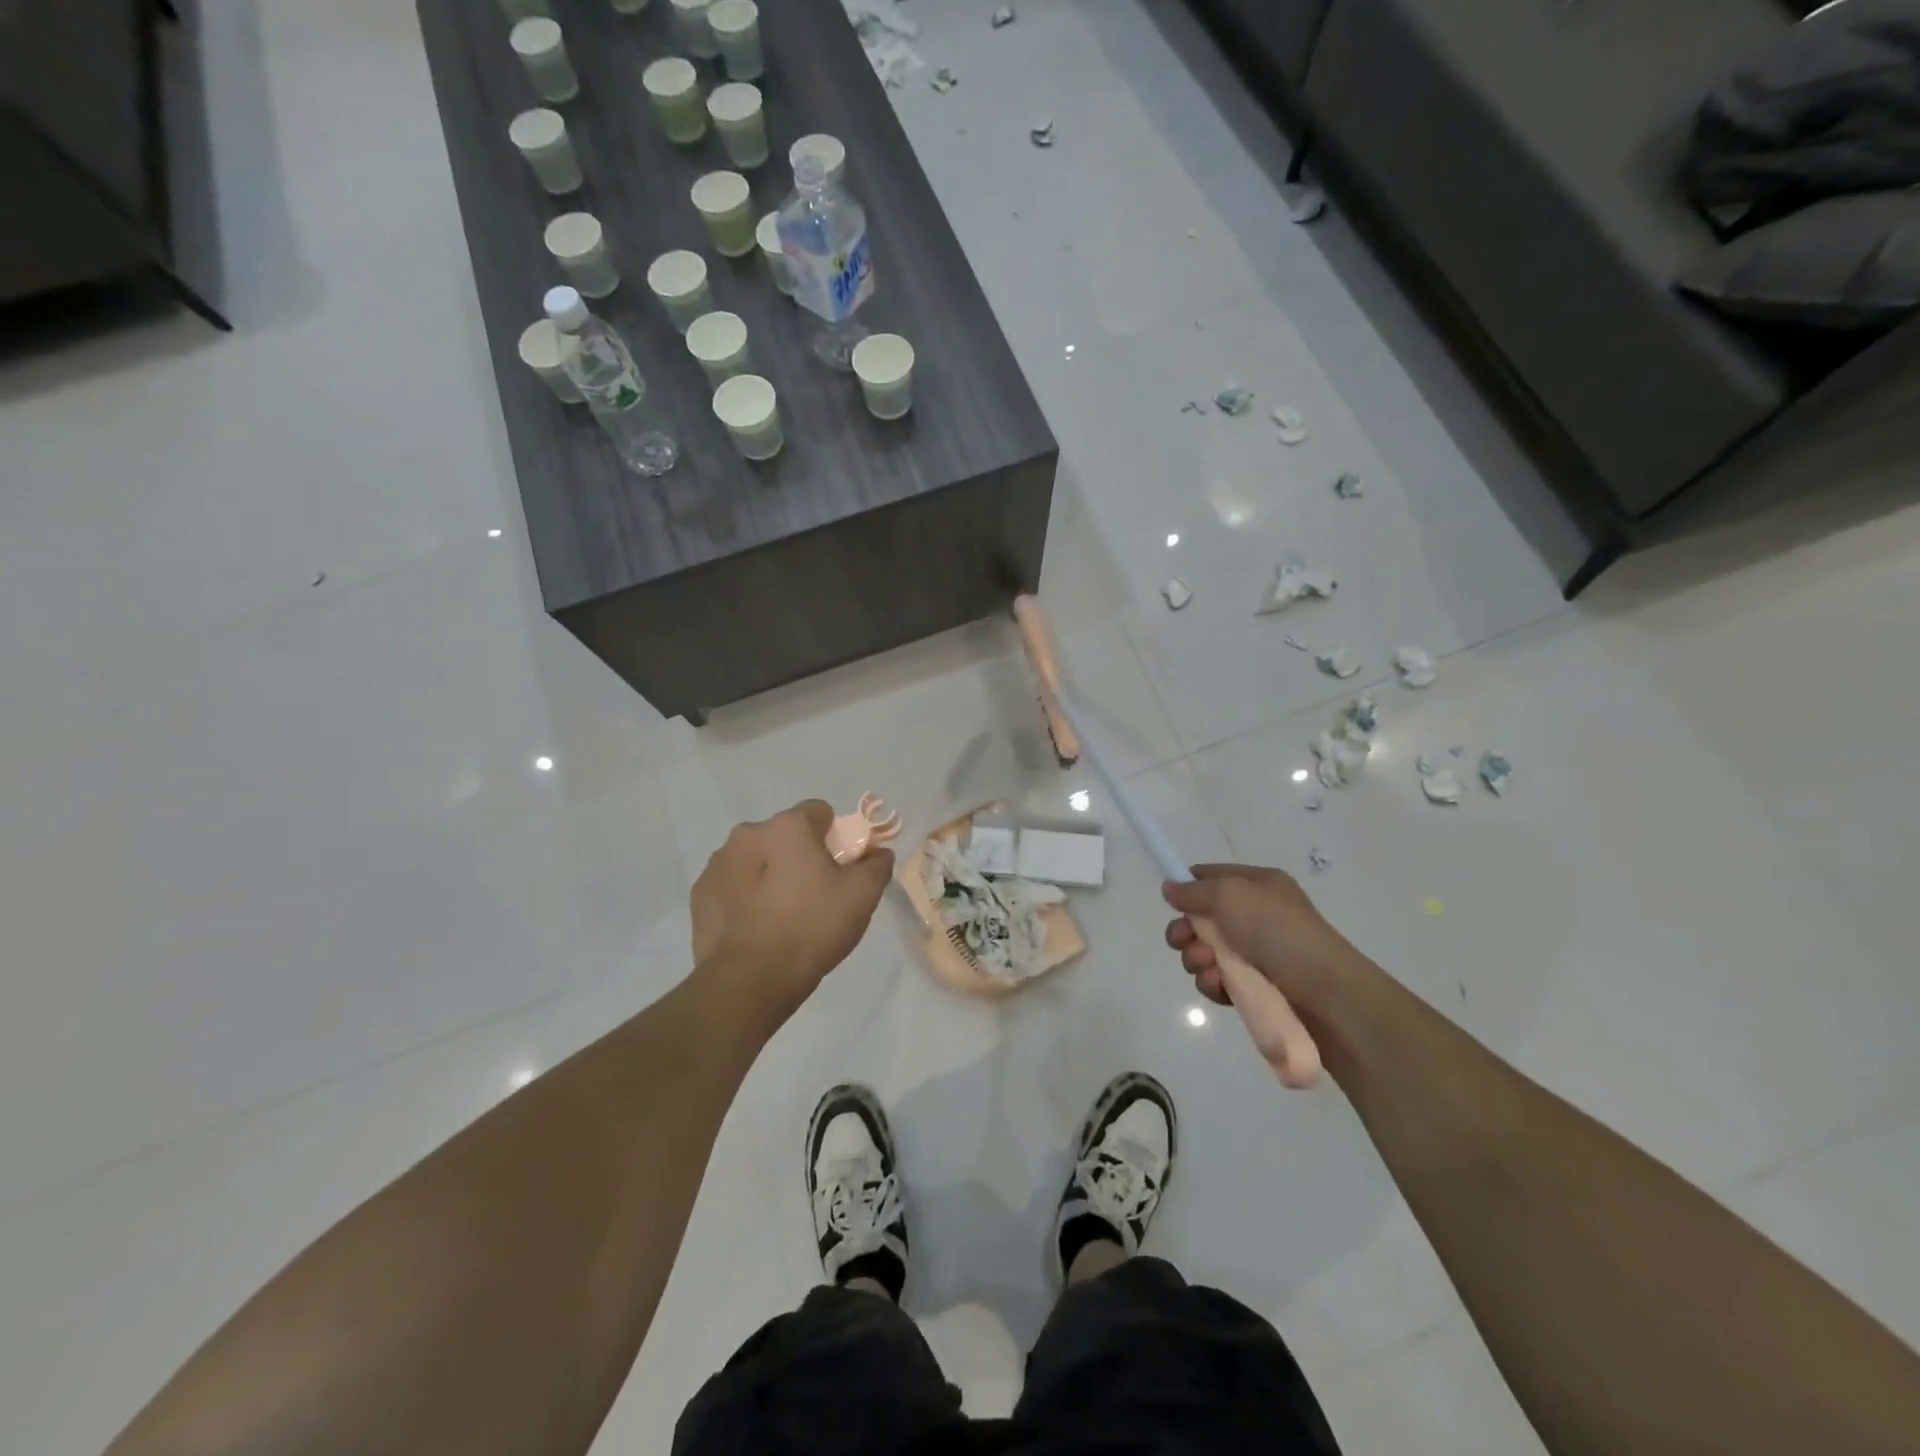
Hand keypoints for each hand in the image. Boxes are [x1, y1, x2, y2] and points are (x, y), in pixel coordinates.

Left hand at [691, 801, 894, 1022]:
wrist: (749, 980)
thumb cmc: (811, 928)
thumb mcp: (861, 896)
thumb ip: (876, 865)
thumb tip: (879, 852)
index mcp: (787, 826)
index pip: (819, 812)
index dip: (835, 836)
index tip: (840, 868)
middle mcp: (748, 834)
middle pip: (785, 835)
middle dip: (799, 855)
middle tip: (814, 894)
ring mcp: (718, 863)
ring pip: (756, 858)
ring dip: (769, 874)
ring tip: (782, 915)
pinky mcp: (700, 894)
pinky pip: (732, 884)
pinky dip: (745, 896)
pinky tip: (757, 927)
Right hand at [1162, 864, 1368, 1014]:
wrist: (1327, 995)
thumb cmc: (1279, 933)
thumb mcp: (1231, 896)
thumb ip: (1194, 891)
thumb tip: (1169, 888)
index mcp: (1258, 886)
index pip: (1213, 877)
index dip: (1189, 887)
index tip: (1171, 903)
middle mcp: (1257, 916)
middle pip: (1203, 919)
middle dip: (1186, 931)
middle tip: (1182, 942)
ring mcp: (1258, 953)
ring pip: (1206, 952)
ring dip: (1197, 959)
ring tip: (1208, 968)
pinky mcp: (1256, 987)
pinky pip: (1220, 980)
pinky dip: (1213, 983)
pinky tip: (1219, 986)